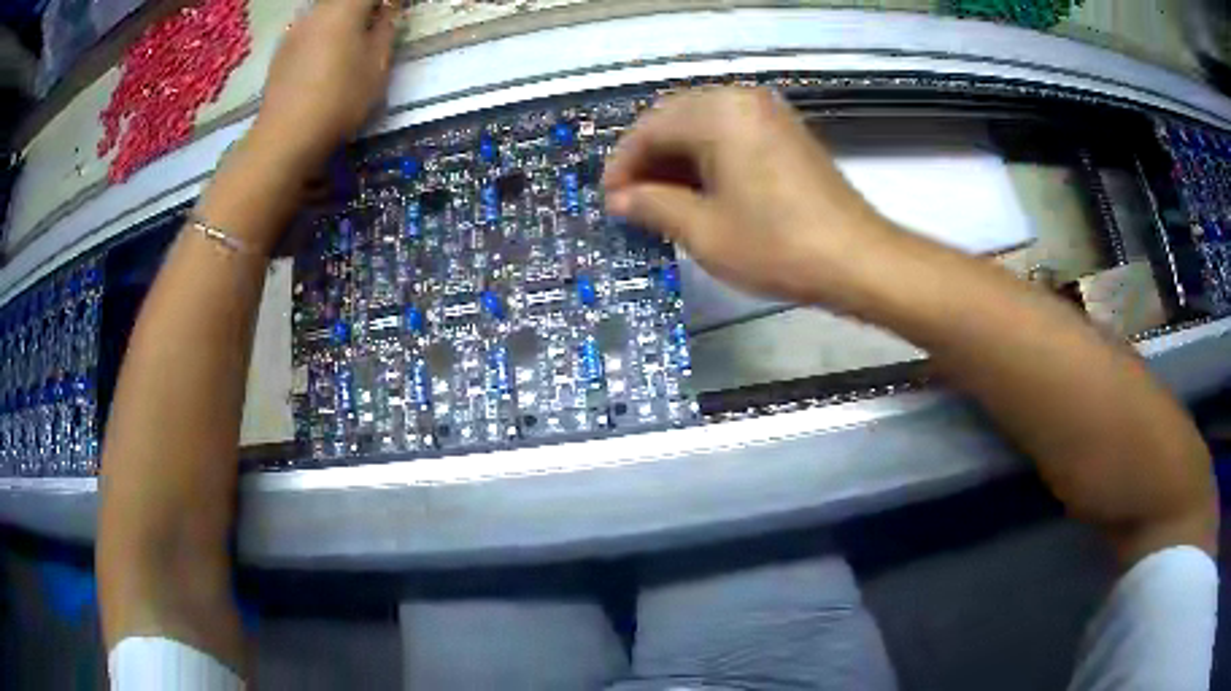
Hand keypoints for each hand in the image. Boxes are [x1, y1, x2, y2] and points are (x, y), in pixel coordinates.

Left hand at [249, 0, 397, 173]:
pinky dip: (321, 35)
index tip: (395, 9)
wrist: (286, 137)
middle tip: (376, 25)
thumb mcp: (377, 66)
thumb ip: (385, 31)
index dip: (385, 2)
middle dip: (362, 8)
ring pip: (324, 13)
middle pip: (343, 1)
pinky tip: (324, 59)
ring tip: (350, 42)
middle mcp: (316, 12)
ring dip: (340, 20)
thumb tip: (386, 12)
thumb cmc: (340, 99)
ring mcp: (294, 32)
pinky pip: (307, 31)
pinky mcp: (280, 53)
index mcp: (344, 9)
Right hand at [603, 87, 897, 310]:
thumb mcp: (703, 231)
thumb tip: (620, 199)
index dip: (623, 165)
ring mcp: (768, 113)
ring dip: (677, 160)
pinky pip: (731, 134)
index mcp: (717, 113)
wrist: (857, 260)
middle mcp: (741, 100)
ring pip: (703, 127)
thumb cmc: (777, 246)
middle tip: (633, 202)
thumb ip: (653, 206)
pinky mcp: (785, 132)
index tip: (610, 201)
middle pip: (675, 120)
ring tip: (662, 202)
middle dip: (649, 160)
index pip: (650, 129)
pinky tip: (700, 192)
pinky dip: (708, 159)